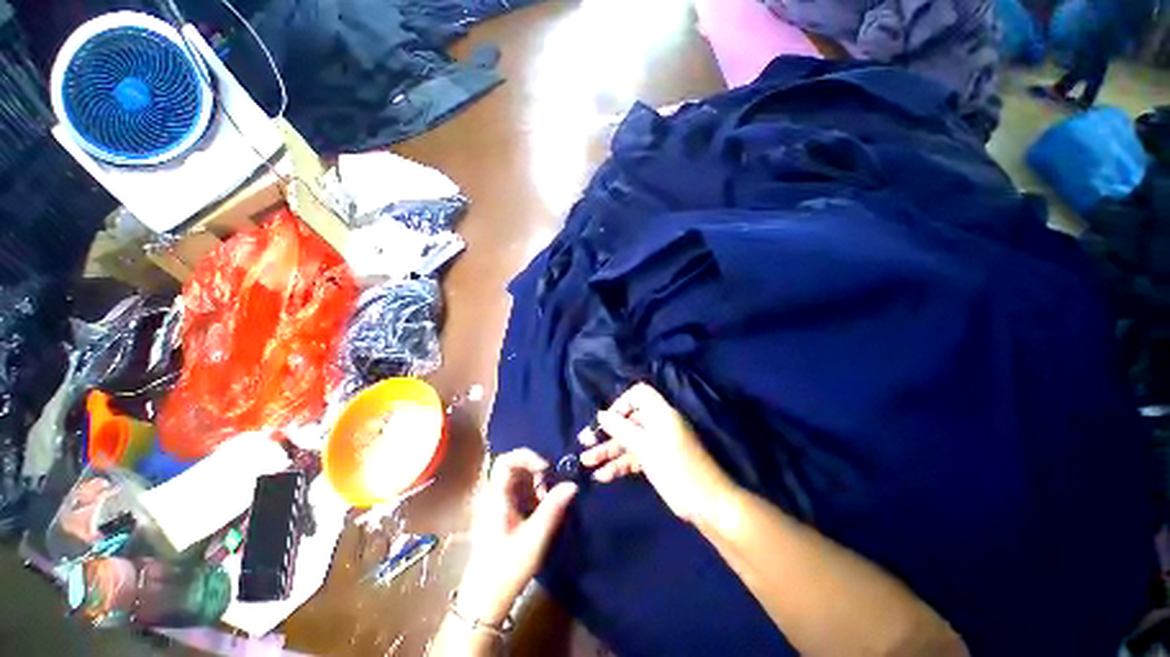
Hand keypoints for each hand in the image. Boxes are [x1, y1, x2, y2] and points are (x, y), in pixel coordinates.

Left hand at [456, 449, 577, 624]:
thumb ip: (553, 507)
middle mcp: (494, 495)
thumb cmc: (507, 567)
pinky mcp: (503, 513)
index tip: (546, 468)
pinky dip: (533, 493)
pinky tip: (542, 509)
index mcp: (496, 497)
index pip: (506, 461)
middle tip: (549, 487)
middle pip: (514, 467)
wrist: (486, 598)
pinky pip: (519, 491)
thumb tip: (572, 484)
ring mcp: (497, 504)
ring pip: (518, 479)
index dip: (527, 456)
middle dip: (535, 471)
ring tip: (547, 500)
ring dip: (536, 483)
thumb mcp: (535, 537)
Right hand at [581, 383, 733, 523]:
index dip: (621, 403)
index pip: (638, 394)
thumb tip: (601, 414)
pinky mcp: (657, 461)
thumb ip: (621, 429)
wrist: (707, 505)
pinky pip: (635, 457)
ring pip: (629, 442)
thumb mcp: (645, 446)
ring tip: (586, 462)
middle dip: (606, 432)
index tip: (606, 420)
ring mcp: (657, 444)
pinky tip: (602, 476)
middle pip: (629, 421)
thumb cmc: (676, 468)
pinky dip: (620, 465)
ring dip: (608, 451)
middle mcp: (658, 424)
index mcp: (660, 413)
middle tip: (584, 442)